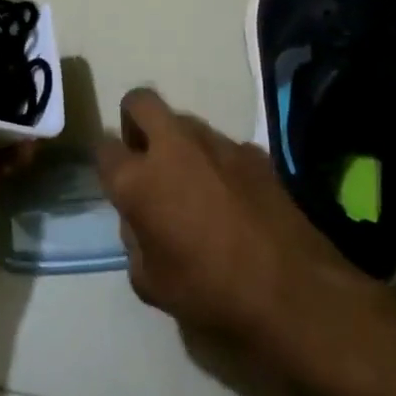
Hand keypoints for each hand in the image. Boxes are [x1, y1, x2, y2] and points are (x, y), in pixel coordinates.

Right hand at [97, 89, 372, 361]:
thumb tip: (140, 217)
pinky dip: (217, 161)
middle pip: (140, 102)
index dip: (107, 161)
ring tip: (193, 183)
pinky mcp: (253, 150)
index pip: (104, 147)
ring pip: (184, 121)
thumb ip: (134, 239)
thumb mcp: (150, 283)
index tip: (115, 177)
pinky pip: (222, 145)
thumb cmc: (209, 293)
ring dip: (178, 142)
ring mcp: (217, 142)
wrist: (290, 290)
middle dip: (135, 120)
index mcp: (138, 180)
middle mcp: (173, 147)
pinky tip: (232, 196)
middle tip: (145, 155)